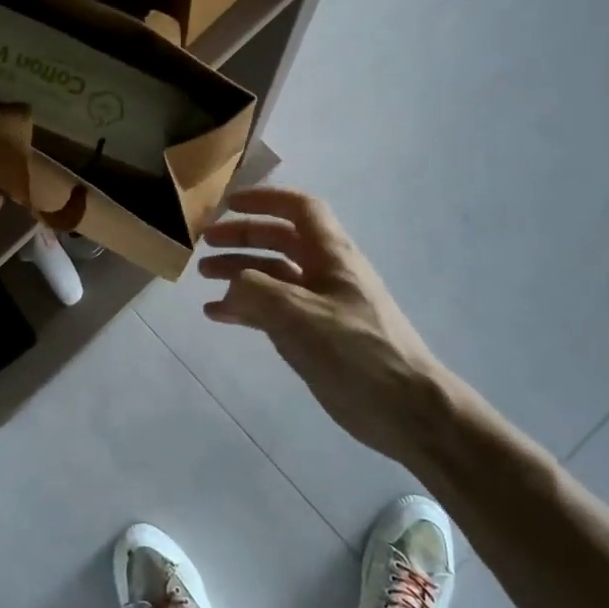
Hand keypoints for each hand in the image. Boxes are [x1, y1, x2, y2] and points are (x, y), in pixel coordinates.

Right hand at [199, 187, 457, 461]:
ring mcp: (320, 305)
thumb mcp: (299, 314)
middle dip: (242, 236)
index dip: (265, 199)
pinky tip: (218, 315)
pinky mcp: (315, 336)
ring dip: (239, 271)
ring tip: (204, 278)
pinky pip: (273, 311)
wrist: (404, 408)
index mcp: (332, 255)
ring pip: (274, 276)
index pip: (300, 209)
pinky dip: (245, 308)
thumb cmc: (355, 351)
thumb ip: (257, 291)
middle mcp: (326, 272)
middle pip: (280, 240)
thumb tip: (232, 286)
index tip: (228, 203)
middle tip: (205, 244)